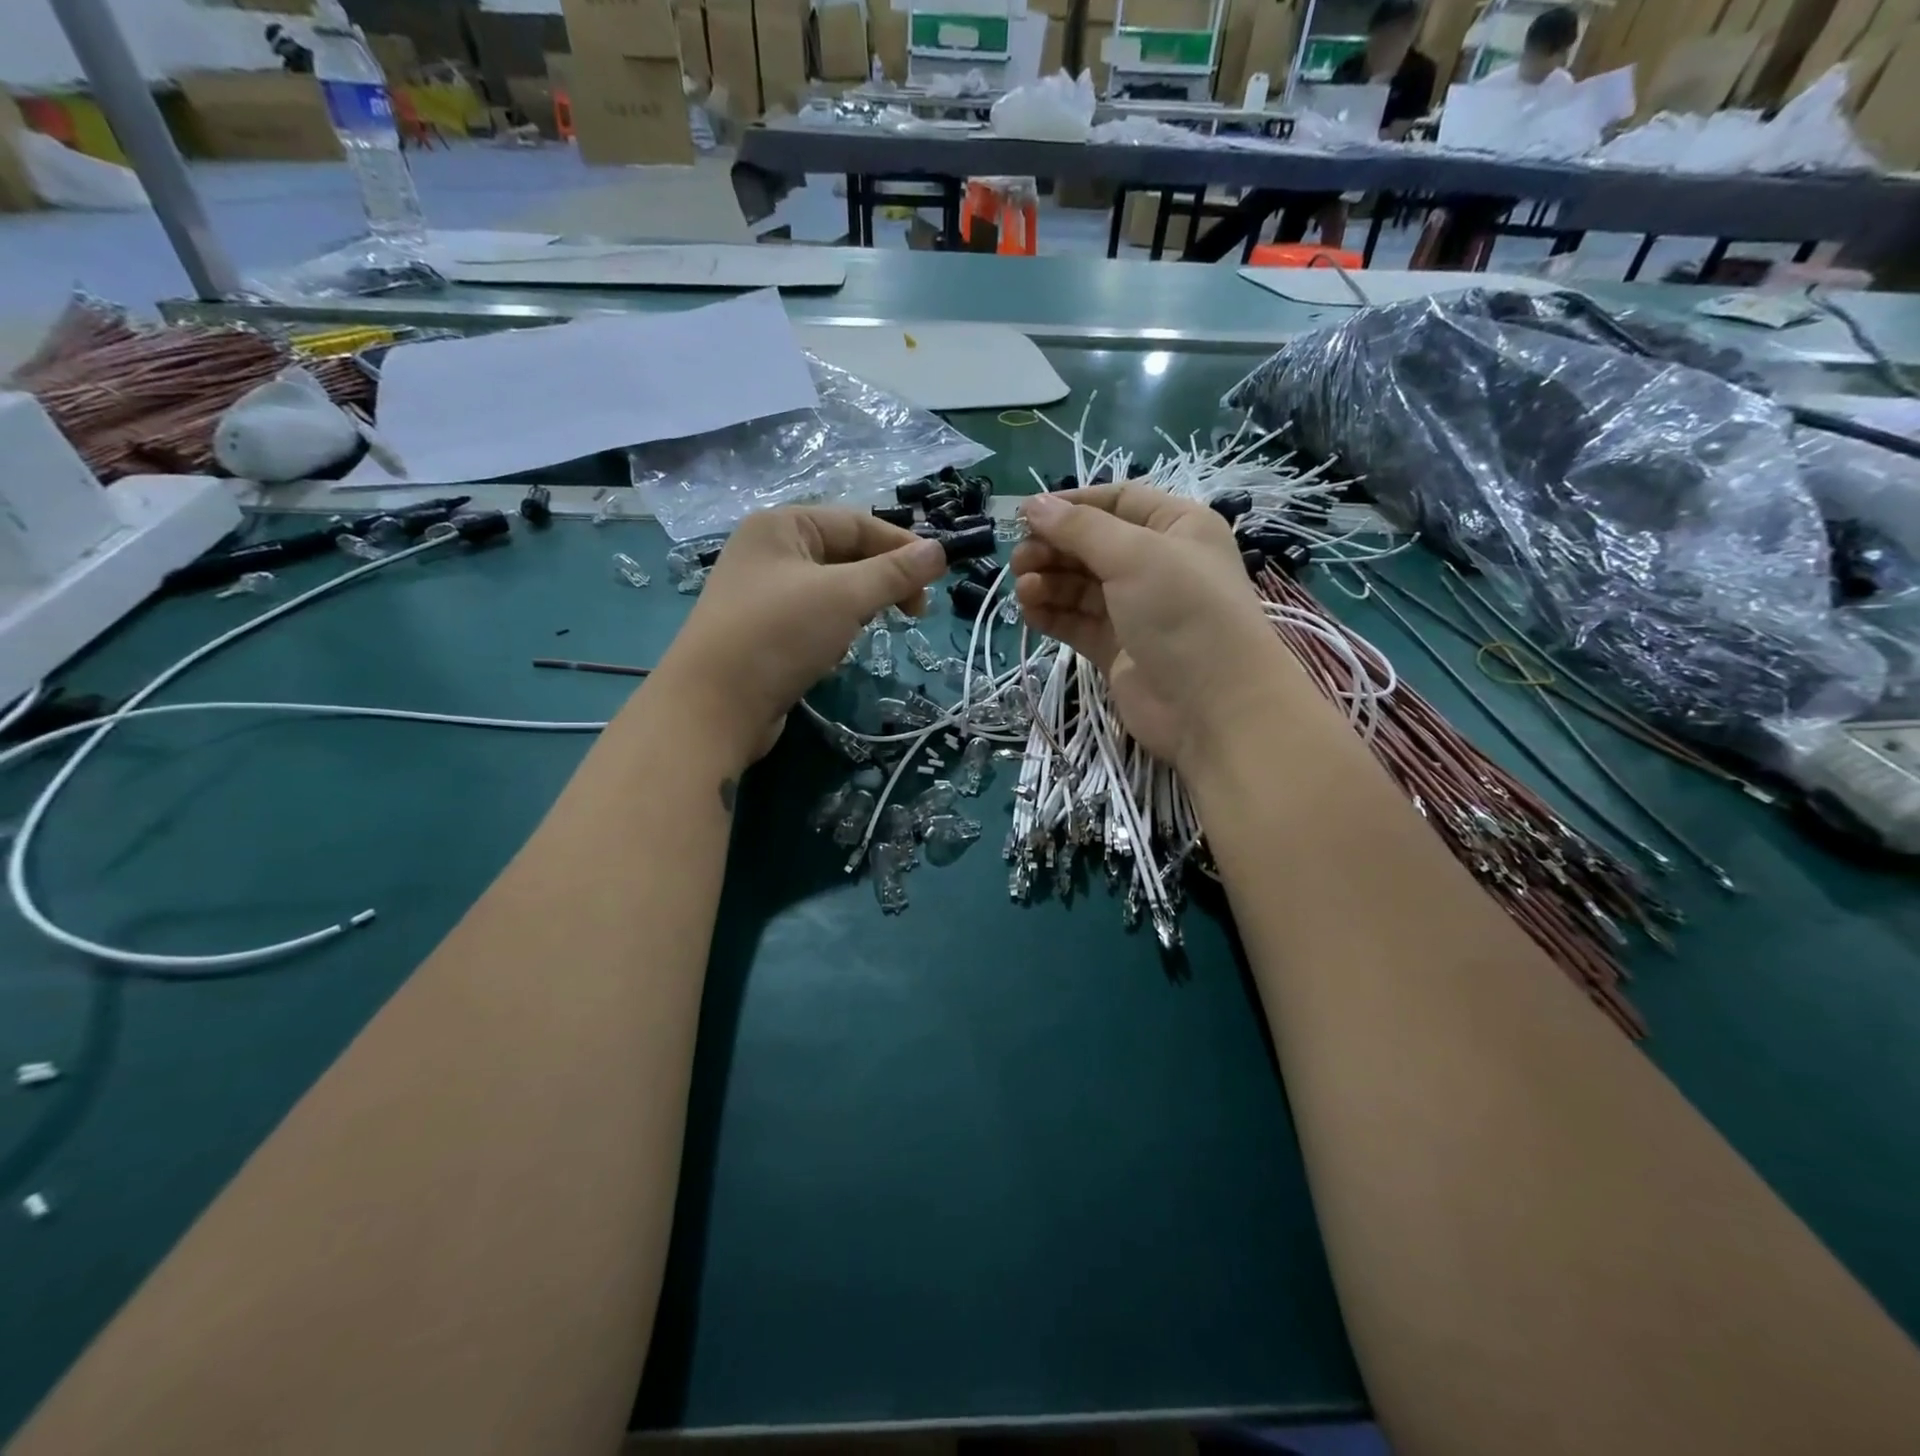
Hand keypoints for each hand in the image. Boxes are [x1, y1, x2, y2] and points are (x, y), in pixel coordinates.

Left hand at [651, 507, 946, 765]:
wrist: (714, 708)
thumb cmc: (780, 635)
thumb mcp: (845, 596)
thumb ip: (895, 572)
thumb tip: (940, 551)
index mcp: (782, 526)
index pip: (858, 523)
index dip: (902, 547)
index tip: (937, 580)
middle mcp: (769, 552)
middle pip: (845, 555)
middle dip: (882, 581)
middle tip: (915, 613)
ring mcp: (763, 595)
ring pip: (832, 590)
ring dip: (859, 607)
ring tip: (870, 630)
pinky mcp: (763, 633)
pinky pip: (813, 619)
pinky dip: (835, 629)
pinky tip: (837, 651)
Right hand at [1013, 486, 1299, 768]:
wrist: (1213, 706)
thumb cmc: (1183, 612)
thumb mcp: (1135, 555)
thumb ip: (1080, 529)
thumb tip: (1034, 504)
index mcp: (1176, 527)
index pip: (1118, 501)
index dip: (1073, 505)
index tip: (1028, 515)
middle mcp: (1157, 564)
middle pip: (1093, 545)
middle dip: (1053, 548)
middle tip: (1019, 561)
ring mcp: (1136, 610)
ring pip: (1080, 586)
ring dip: (1048, 582)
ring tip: (1023, 590)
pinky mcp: (1117, 649)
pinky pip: (1077, 622)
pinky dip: (1052, 615)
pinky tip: (1029, 612)